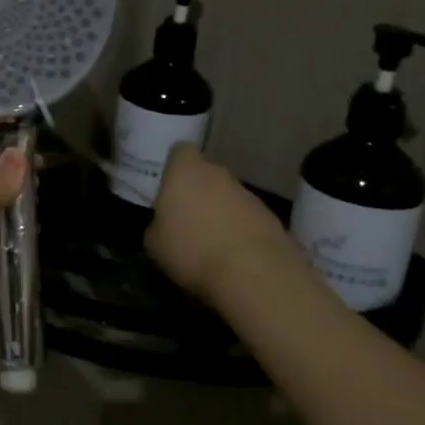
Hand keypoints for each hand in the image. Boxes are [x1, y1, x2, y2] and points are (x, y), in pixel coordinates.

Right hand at [148, 144, 301, 299]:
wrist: (254, 273)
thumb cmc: (191, 250)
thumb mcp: (154, 243)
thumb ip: (158, 224)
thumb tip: (164, 225)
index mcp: (185, 171)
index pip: (180, 151)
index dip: (174, 166)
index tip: (168, 187)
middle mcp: (218, 174)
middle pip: (206, 174)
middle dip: (197, 192)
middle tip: (185, 219)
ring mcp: (248, 194)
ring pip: (227, 196)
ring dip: (220, 212)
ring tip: (210, 243)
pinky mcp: (270, 217)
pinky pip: (246, 218)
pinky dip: (239, 231)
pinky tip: (233, 256)